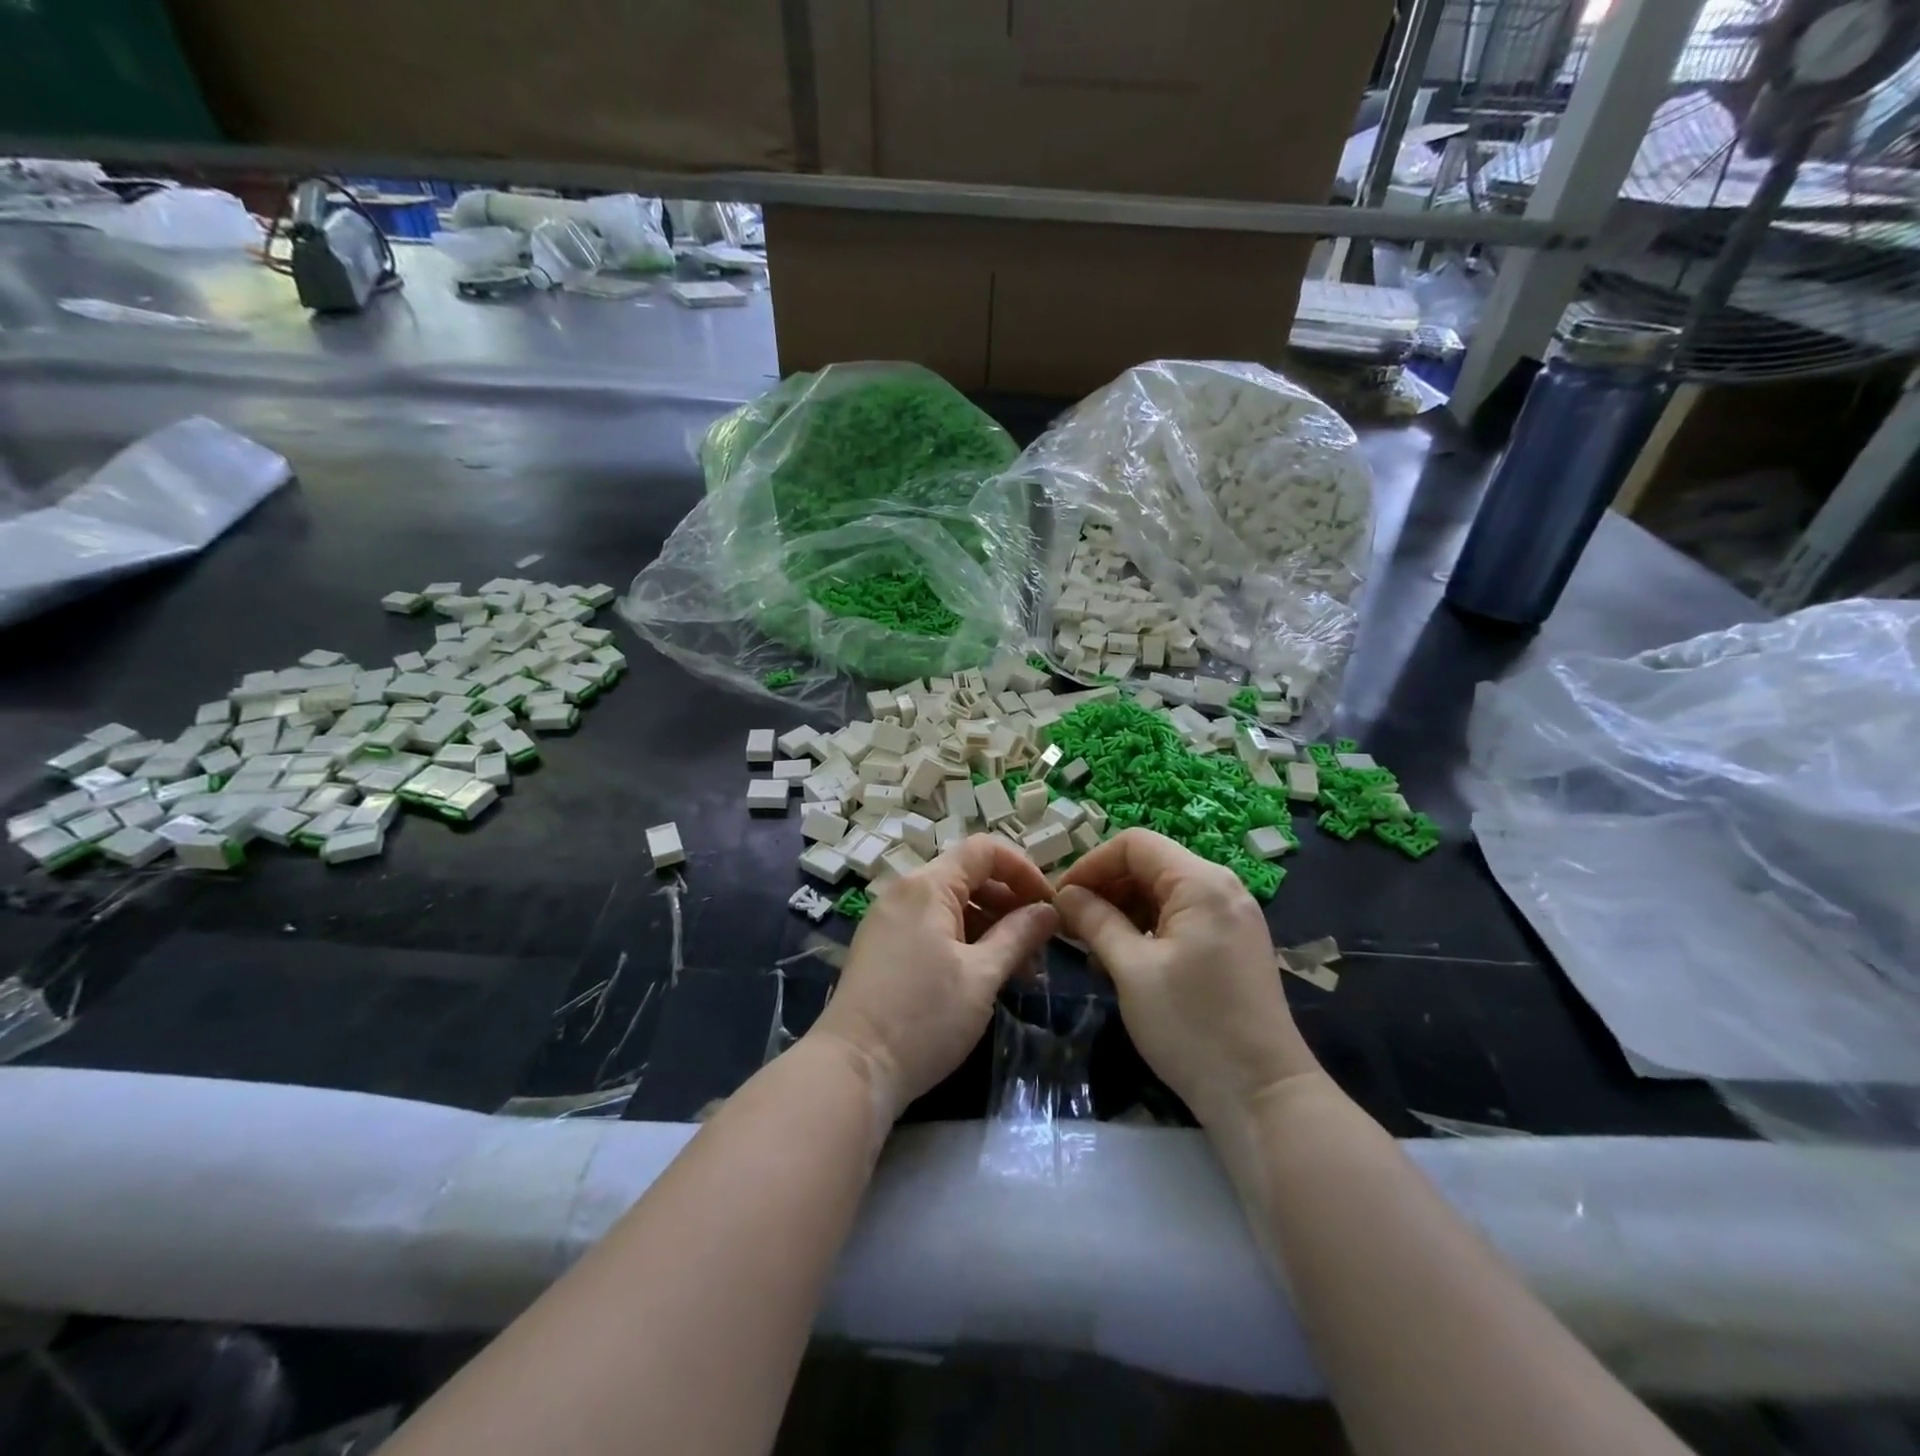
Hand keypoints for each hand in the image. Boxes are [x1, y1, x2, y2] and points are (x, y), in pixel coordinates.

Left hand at [810, 835, 1058, 1120]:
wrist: (852, 1069)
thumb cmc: (924, 1018)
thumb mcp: (982, 976)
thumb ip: (1019, 935)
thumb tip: (1049, 911)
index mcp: (927, 885)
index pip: (984, 850)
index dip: (1024, 869)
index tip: (1050, 905)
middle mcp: (904, 891)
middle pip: (968, 877)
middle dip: (1010, 904)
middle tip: (1040, 946)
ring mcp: (889, 919)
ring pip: (952, 905)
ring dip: (990, 927)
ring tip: (1019, 971)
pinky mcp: (883, 946)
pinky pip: (932, 927)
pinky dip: (963, 941)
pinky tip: (983, 976)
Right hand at [1055, 829, 1317, 1129]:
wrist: (1263, 1096)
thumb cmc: (1192, 1026)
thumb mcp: (1131, 969)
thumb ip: (1095, 921)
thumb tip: (1064, 894)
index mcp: (1201, 882)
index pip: (1134, 844)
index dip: (1091, 864)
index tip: (1060, 899)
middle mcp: (1221, 888)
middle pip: (1150, 865)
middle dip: (1105, 889)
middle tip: (1070, 925)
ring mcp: (1232, 917)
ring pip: (1163, 893)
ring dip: (1123, 911)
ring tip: (1093, 949)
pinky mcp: (1233, 944)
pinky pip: (1181, 918)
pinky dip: (1147, 929)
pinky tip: (1125, 961)